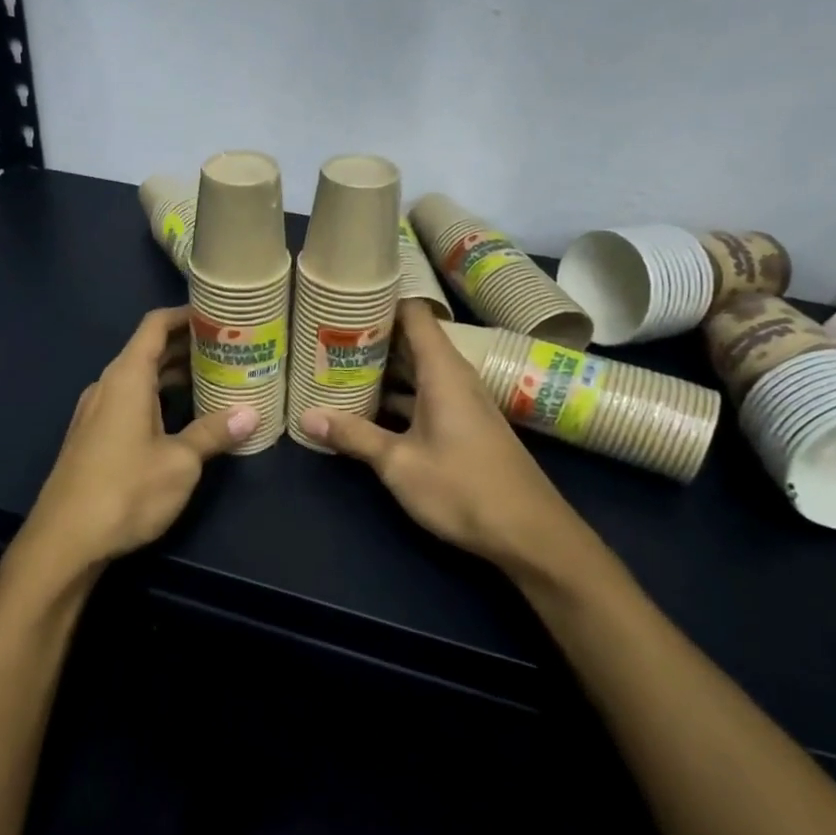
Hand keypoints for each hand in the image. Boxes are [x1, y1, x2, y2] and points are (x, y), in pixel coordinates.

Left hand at [13, 307, 256, 581]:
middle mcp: (108, 386)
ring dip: (174, 374)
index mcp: (127, 378)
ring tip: (215, 378)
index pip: (155, 326)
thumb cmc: (125, 491)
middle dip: (187, 346)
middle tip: (230, 348)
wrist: (65, 540)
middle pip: (148, 350)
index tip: (218, 314)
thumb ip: (213, 433)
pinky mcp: (94, 436)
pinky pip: (130, 401)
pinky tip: (183, 416)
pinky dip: (158, 397)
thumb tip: (250, 414)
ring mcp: (97, 411)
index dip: (186, 314)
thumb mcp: (180, 462)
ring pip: (140, 378)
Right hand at [298, 302, 589, 578]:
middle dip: (370, 337)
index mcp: (443, 372)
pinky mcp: (462, 426)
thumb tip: (305, 416)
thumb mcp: (399, 463)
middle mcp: (454, 378)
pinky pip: (423, 396)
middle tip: (325, 335)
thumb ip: (354, 436)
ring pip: (415, 372)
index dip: (381, 301)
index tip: (344, 300)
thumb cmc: (463, 488)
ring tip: (336, 367)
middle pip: (410, 341)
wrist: (530, 534)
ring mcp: (460, 403)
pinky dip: (396, 397)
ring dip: (381, 370)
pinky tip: (366, 409)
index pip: (413, 314)